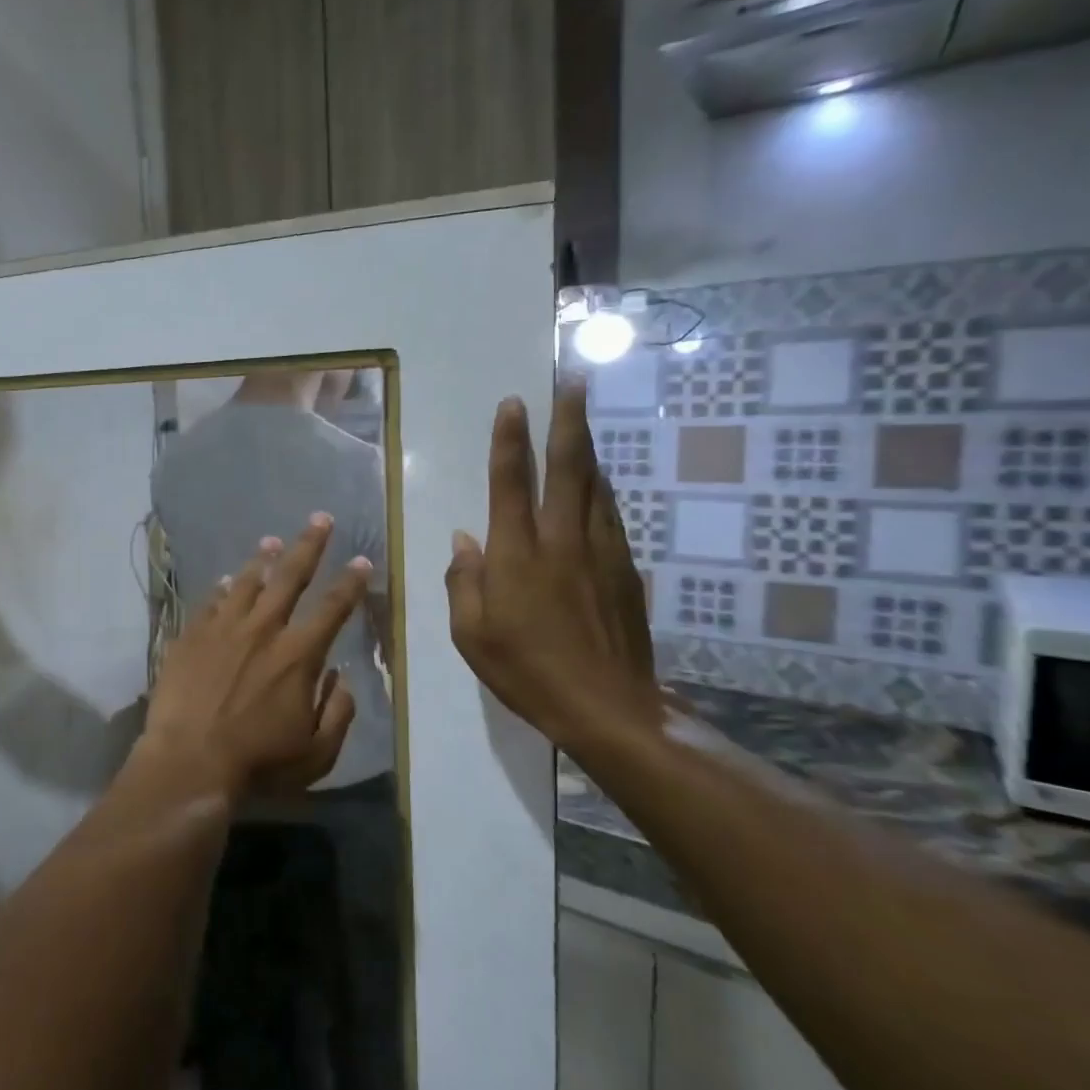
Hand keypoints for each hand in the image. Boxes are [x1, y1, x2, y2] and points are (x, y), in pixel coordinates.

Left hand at [139, 514, 370, 797]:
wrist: (188, 762)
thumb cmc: (258, 763)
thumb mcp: (316, 753)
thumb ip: (338, 713)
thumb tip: (342, 679)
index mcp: (298, 654)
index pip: (333, 608)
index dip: (351, 582)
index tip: (361, 559)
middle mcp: (262, 630)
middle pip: (290, 577)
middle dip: (309, 545)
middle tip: (320, 518)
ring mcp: (222, 628)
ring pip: (246, 582)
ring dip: (262, 560)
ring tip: (272, 541)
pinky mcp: (190, 636)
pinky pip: (209, 602)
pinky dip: (220, 589)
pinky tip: (223, 581)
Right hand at [443, 385, 660, 752]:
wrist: (609, 709)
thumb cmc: (527, 672)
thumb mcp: (472, 636)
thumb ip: (464, 582)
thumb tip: (464, 539)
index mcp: (518, 555)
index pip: (510, 483)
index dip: (510, 440)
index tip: (514, 403)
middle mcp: (561, 541)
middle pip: (568, 467)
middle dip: (569, 419)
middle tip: (574, 379)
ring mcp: (600, 552)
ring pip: (596, 485)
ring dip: (587, 446)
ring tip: (583, 417)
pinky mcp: (625, 570)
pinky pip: (611, 514)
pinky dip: (602, 488)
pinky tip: (599, 481)